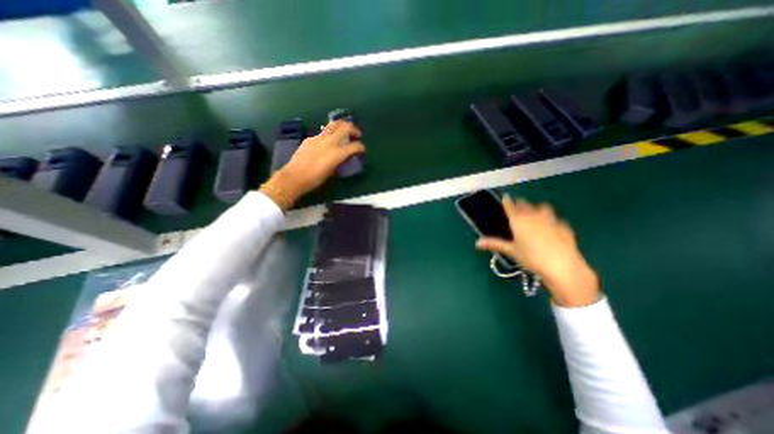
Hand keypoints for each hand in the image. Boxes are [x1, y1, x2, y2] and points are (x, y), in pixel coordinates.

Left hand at [262, 120, 364, 209]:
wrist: (295, 176)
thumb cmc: (315, 179)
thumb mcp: (331, 172)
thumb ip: (339, 161)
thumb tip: (342, 157)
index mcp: (337, 153)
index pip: (354, 146)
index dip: (361, 147)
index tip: (362, 149)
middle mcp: (329, 142)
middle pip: (345, 127)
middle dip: (354, 129)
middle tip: (356, 134)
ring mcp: (319, 138)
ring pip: (333, 125)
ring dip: (341, 126)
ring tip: (344, 131)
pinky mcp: (310, 139)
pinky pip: (322, 133)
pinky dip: (329, 134)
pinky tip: (327, 142)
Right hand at [476, 195, 599, 306]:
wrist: (562, 266)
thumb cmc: (531, 258)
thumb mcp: (510, 251)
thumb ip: (494, 244)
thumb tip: (477, 242)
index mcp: (518, 220)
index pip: (510, 206)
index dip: (507, 201)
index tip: (505, 197)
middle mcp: (533, 215)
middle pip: (525, 204)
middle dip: (520, 204)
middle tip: (517, 207)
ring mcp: (550, 219)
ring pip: (542, 207)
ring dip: (536, 208)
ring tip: (534, 214)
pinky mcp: (563, 225)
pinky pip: (554, 218)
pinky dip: (550, 219)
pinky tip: (550, 228)